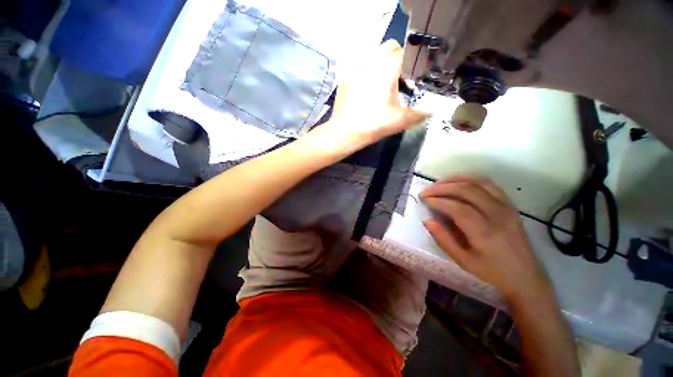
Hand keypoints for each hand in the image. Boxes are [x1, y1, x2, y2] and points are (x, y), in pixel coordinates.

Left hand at [308, 40, 428, 153]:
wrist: (345, 132)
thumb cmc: (374, 124)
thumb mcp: (400, 120)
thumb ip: (419, 114)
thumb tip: (431, 112)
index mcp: (387, 67)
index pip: (405, 50)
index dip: (412, 62)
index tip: (413, 77)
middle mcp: (371, 62)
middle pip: (388, 48)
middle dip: (397, 59)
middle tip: (399, 80)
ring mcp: (355, 70)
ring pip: (373, 58)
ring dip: (381, 67)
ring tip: (382, 88)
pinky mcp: (344, 80)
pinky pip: (359, 70)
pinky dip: (366, 76)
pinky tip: (365, 93)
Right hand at [420, 176, 552, 301]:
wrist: (526, 276)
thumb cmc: (492, 271)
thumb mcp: (463, 261)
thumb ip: (443, 239)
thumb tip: (427, 220)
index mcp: (485, 232)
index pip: (458, 208)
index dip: (438, 201)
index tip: (424, 200)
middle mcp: (497, 215)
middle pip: (467, 190)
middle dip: (442, 187)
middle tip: (426, 191)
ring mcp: (506, 207)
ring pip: (478, 182)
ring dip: (454, 180)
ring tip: (437, 184)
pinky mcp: (509, 204)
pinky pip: (489, 184)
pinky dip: (470, 179)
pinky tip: (457, 182)